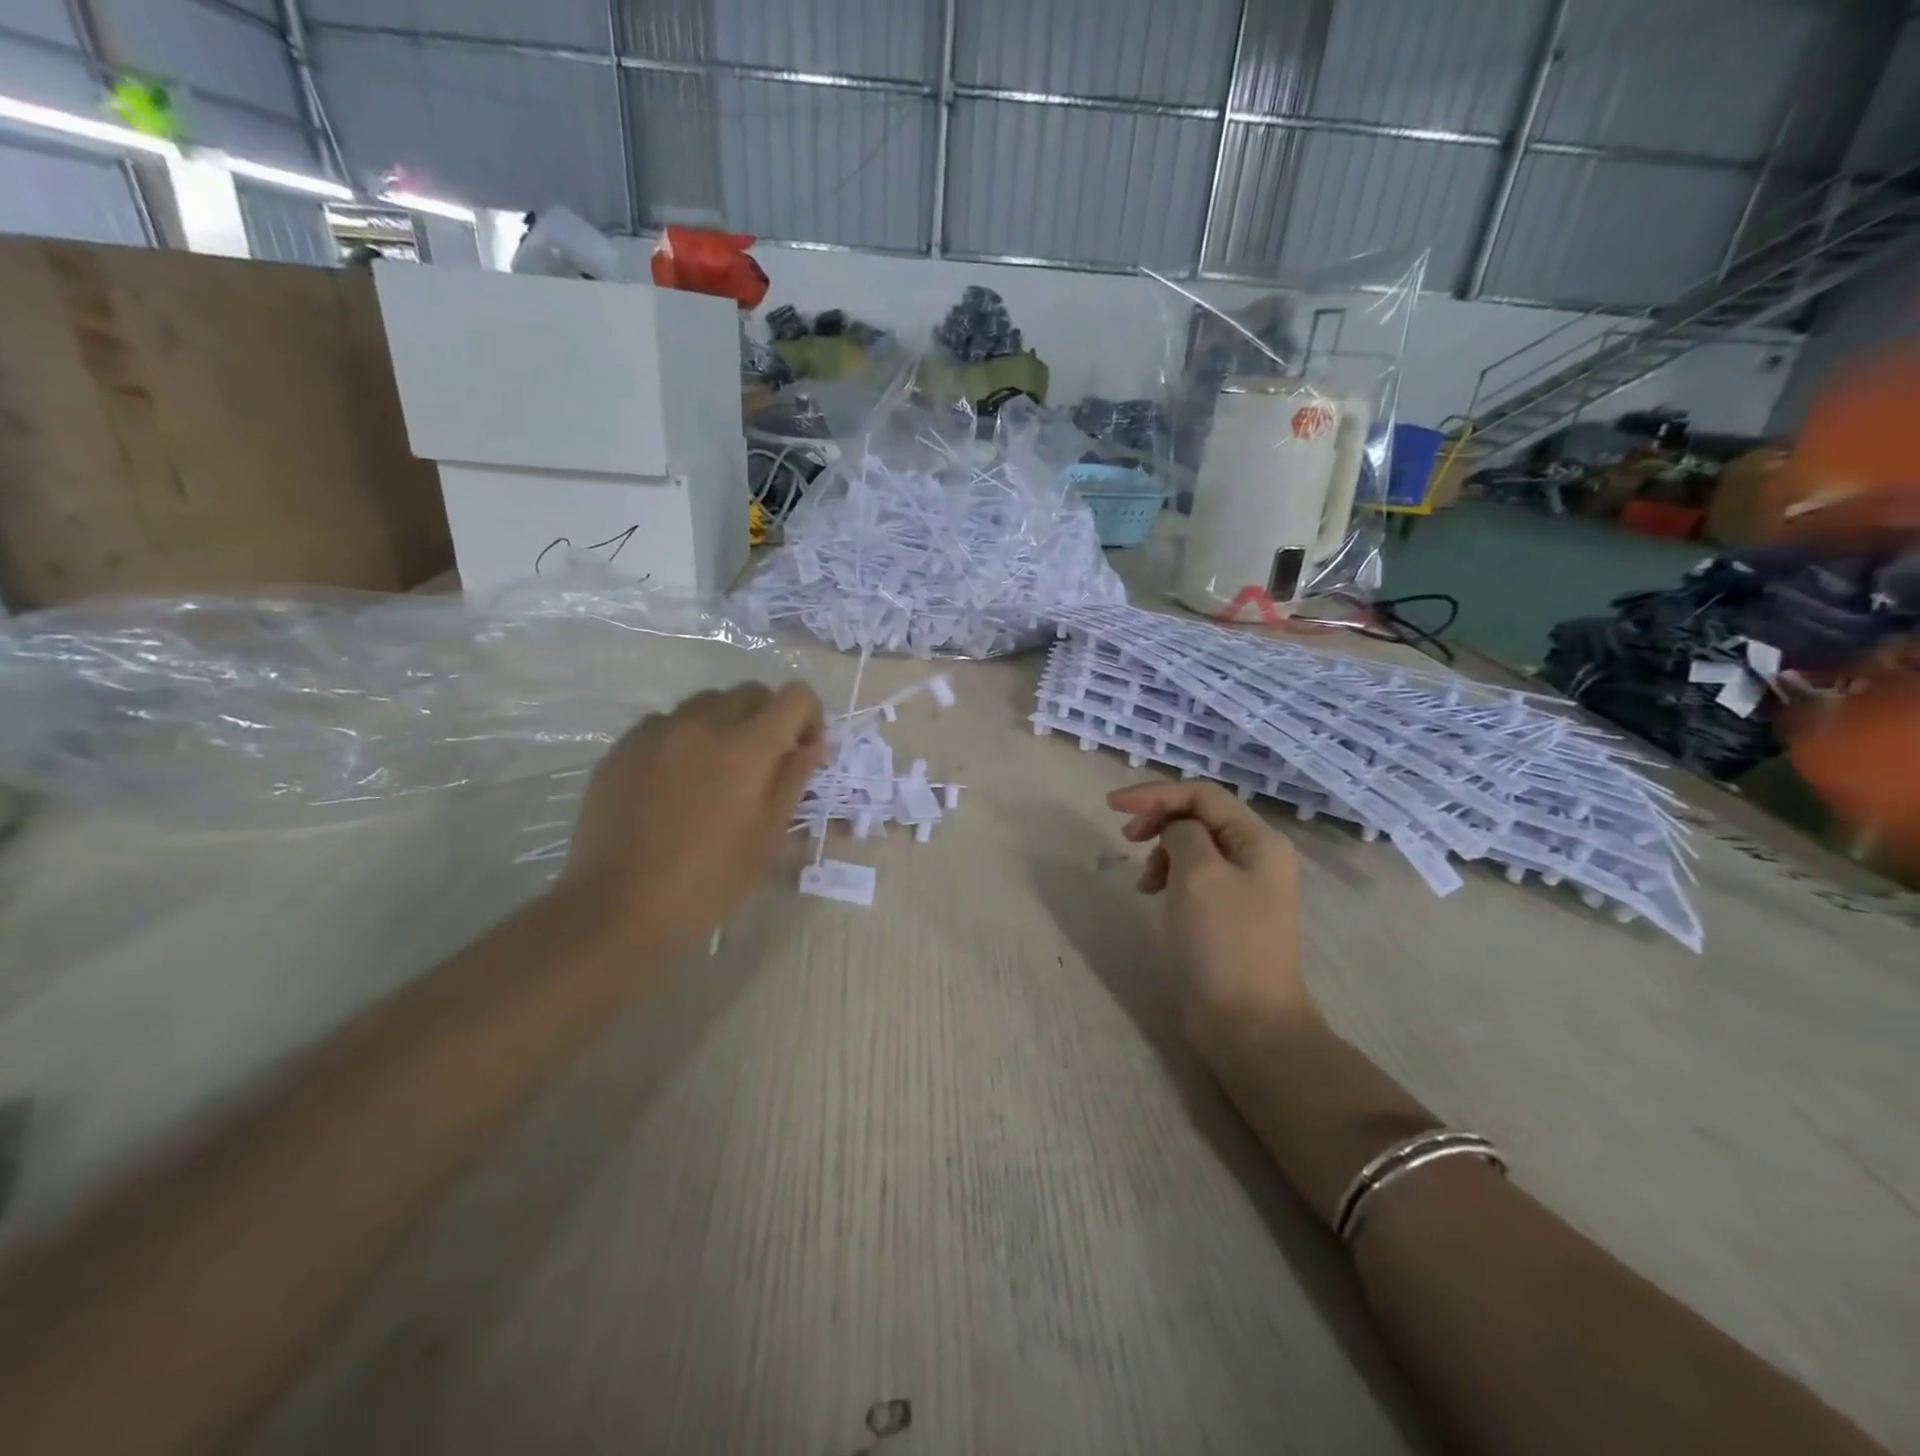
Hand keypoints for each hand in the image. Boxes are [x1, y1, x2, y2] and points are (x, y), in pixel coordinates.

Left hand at [560, 682, 825, 956]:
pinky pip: (665, 725)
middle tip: (764, 763)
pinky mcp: (622, 747)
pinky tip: (675, 784)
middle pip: (749, 693)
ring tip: (716, 773)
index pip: (794, 696)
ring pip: (705, 704)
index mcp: (747, 746)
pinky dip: (683, 740)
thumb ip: (794, 778)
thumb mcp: (768, 835)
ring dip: (724, 725)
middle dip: (768, 718)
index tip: (802, 749)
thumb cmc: (710, 880)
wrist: (619, 908)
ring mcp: (656, 731)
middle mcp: (702, 723)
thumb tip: (812, 743)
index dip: (808, 716)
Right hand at [1108, 781, 1313, 1028]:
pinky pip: (1195, 876)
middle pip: (1199, 816)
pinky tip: (1156, 896)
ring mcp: (1245, 887)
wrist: (1249, 1022)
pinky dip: (1170, 876)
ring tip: (1145, 883)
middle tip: (1127, 840)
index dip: (1155, 793)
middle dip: (1159, 820)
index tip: (1111, 806)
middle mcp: (1257, 856)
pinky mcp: (1229, 914)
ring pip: (1194, 846)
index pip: (1202, 794)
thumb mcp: (1198, 874)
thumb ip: (1182, 833)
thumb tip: (1175, 832)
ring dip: (1162, 852)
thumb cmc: (1222, 941)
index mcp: (1259, 840)